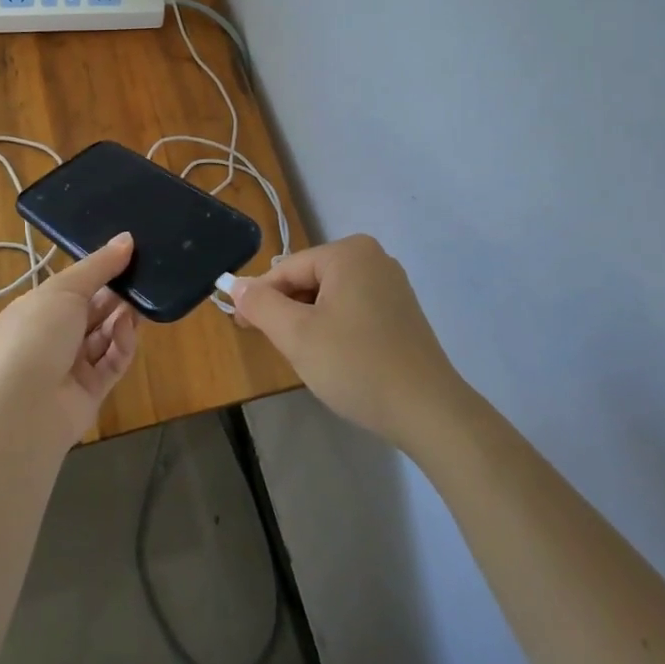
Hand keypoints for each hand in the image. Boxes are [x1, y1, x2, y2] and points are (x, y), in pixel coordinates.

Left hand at [0, 232, 139, 452]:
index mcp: (36, 309)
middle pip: (92, 311)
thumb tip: (127, 238)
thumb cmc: (36, 335)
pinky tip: (128, 330)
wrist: (23, 407)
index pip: (72, 287)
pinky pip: (112, 362)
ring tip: (142, 302)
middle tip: (144, 277)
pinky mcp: (91, 391)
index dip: (98, 272)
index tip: (128, 255)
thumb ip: (99, 266)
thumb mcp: (65, 289)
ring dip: (123, 318)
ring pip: (105, 336)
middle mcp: (52, 337)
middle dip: (116, 295)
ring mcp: (71, 366)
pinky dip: (122, 345)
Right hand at [230, 235, 462, 450]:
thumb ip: (261, 305)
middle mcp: (373, 257)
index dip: (260, 298)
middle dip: (288, 311)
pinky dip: (335, 328)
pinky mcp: (401, 311)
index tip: (241, 327)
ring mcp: (392, 284)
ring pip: (330, 297)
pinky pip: (353, 309)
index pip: (287, 269)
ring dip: (310, 322)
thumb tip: (236, 286)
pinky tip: (336, 359)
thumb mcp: (297, 335)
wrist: (428, 411)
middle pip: (310, 280)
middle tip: (278, 348)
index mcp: (349, 253)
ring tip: (309, 358)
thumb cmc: (356, 365)